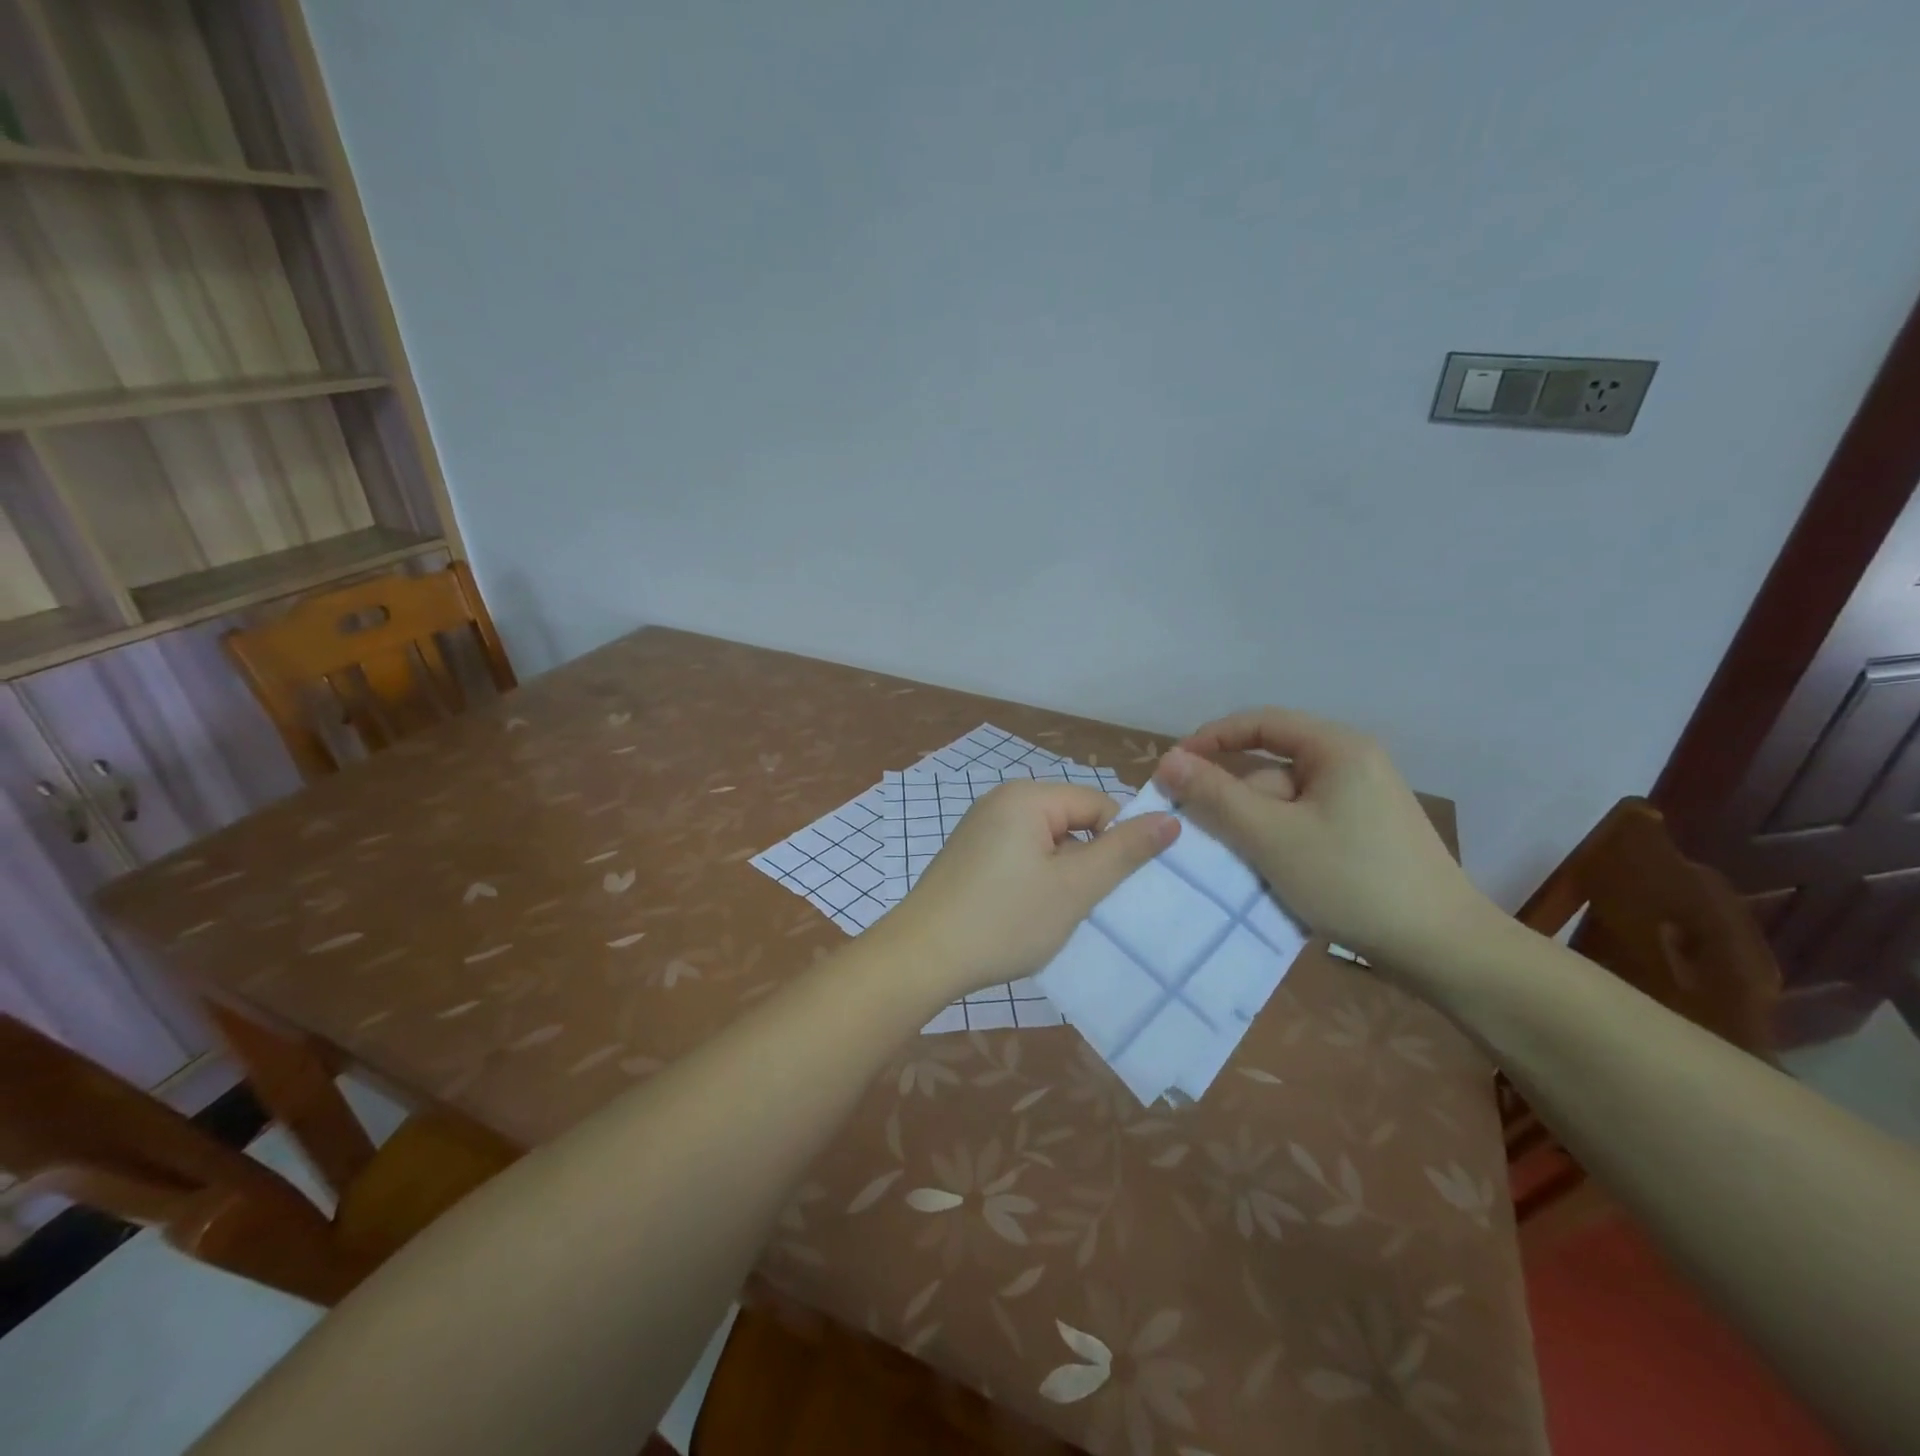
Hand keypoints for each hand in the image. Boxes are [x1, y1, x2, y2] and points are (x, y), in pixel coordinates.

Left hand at [878, 781, 1178, 1001]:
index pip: (1097, 804)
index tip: (1111, 889)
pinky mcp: (969, 855)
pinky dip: (1033, 881)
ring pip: (1046, 843)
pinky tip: (1025, 915)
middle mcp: (1001, 801)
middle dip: (1086, 862)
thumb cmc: (1004, 920)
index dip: (1115, 844)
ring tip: (1053, 915)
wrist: (921, 957)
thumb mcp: (1074, 888)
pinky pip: (1020, 856)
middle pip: (1071, 821)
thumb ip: (1123, 851)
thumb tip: (1169, 818)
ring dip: (1061, 876)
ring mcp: (980, 828)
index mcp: (1026, 797)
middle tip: (1082, 906)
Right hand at [1155, 708, 1497, 967]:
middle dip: (1232, 798)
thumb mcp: (1270, 836)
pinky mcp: (1366, 833)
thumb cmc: (1351, 880)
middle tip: (1199, 834)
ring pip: (1285, 801)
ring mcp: (1363, 801)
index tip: (1172, 768)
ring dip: (1253, 826)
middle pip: (1271, 768)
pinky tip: (1268, 874)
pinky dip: (1278, 842)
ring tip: (1235, 864)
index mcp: (1337, 748)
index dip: (1210, 739)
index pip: (1260, 723)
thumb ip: (1215, 795)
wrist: (1443, 949)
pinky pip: (1304, 823)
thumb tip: (1168, 760)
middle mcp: (1353, 764)